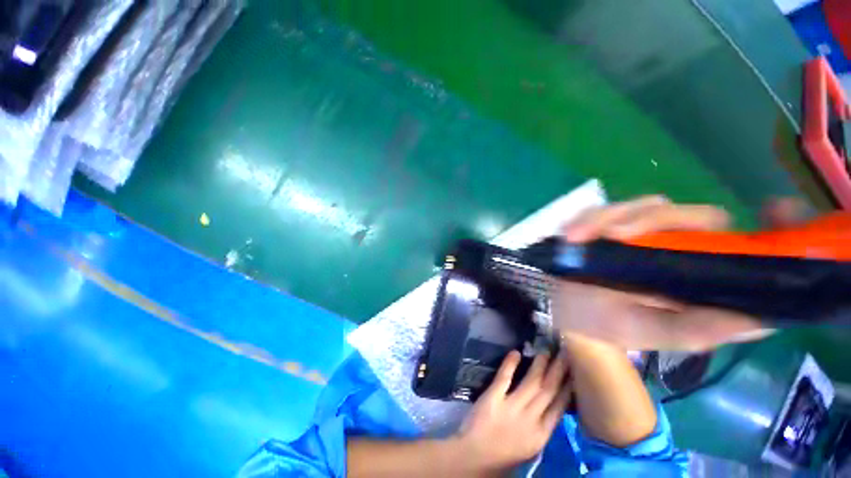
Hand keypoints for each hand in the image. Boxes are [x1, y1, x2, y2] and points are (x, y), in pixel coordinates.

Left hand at [455, 351, 571, 471]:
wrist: (474, 458)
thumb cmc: (503, 456)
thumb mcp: (530, 447)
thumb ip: (541, 427)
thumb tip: (551, 406)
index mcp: (541, 435)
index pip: (559, 408)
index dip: (567, 388)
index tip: (574, 374)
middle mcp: (530, 420)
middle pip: (548, 391)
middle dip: (559, 371)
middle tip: (565, 354)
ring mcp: (511, 407)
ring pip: (531, 382)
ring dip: (539, 366)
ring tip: (546, 352)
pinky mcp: (493, 398)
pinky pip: (504, 378)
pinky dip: (510, 364)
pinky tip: (516, 352)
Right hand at [552, 195, 804, 350]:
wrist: (566, 311)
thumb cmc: (607, 323)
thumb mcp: (650, 332)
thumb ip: (696, 330)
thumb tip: (758, 322)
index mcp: (694, 272)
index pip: (736, 239)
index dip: (766, 223)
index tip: (774, 208)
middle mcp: (673, 244)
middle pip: (684, 213)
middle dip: (649, 219)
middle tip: (616, 235)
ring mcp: (636, 231)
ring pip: (639, 206)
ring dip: (608, 217)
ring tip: (579, 237)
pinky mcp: (603, 224)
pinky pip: (599, 211)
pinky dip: (585, 220)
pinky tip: (571, 235)